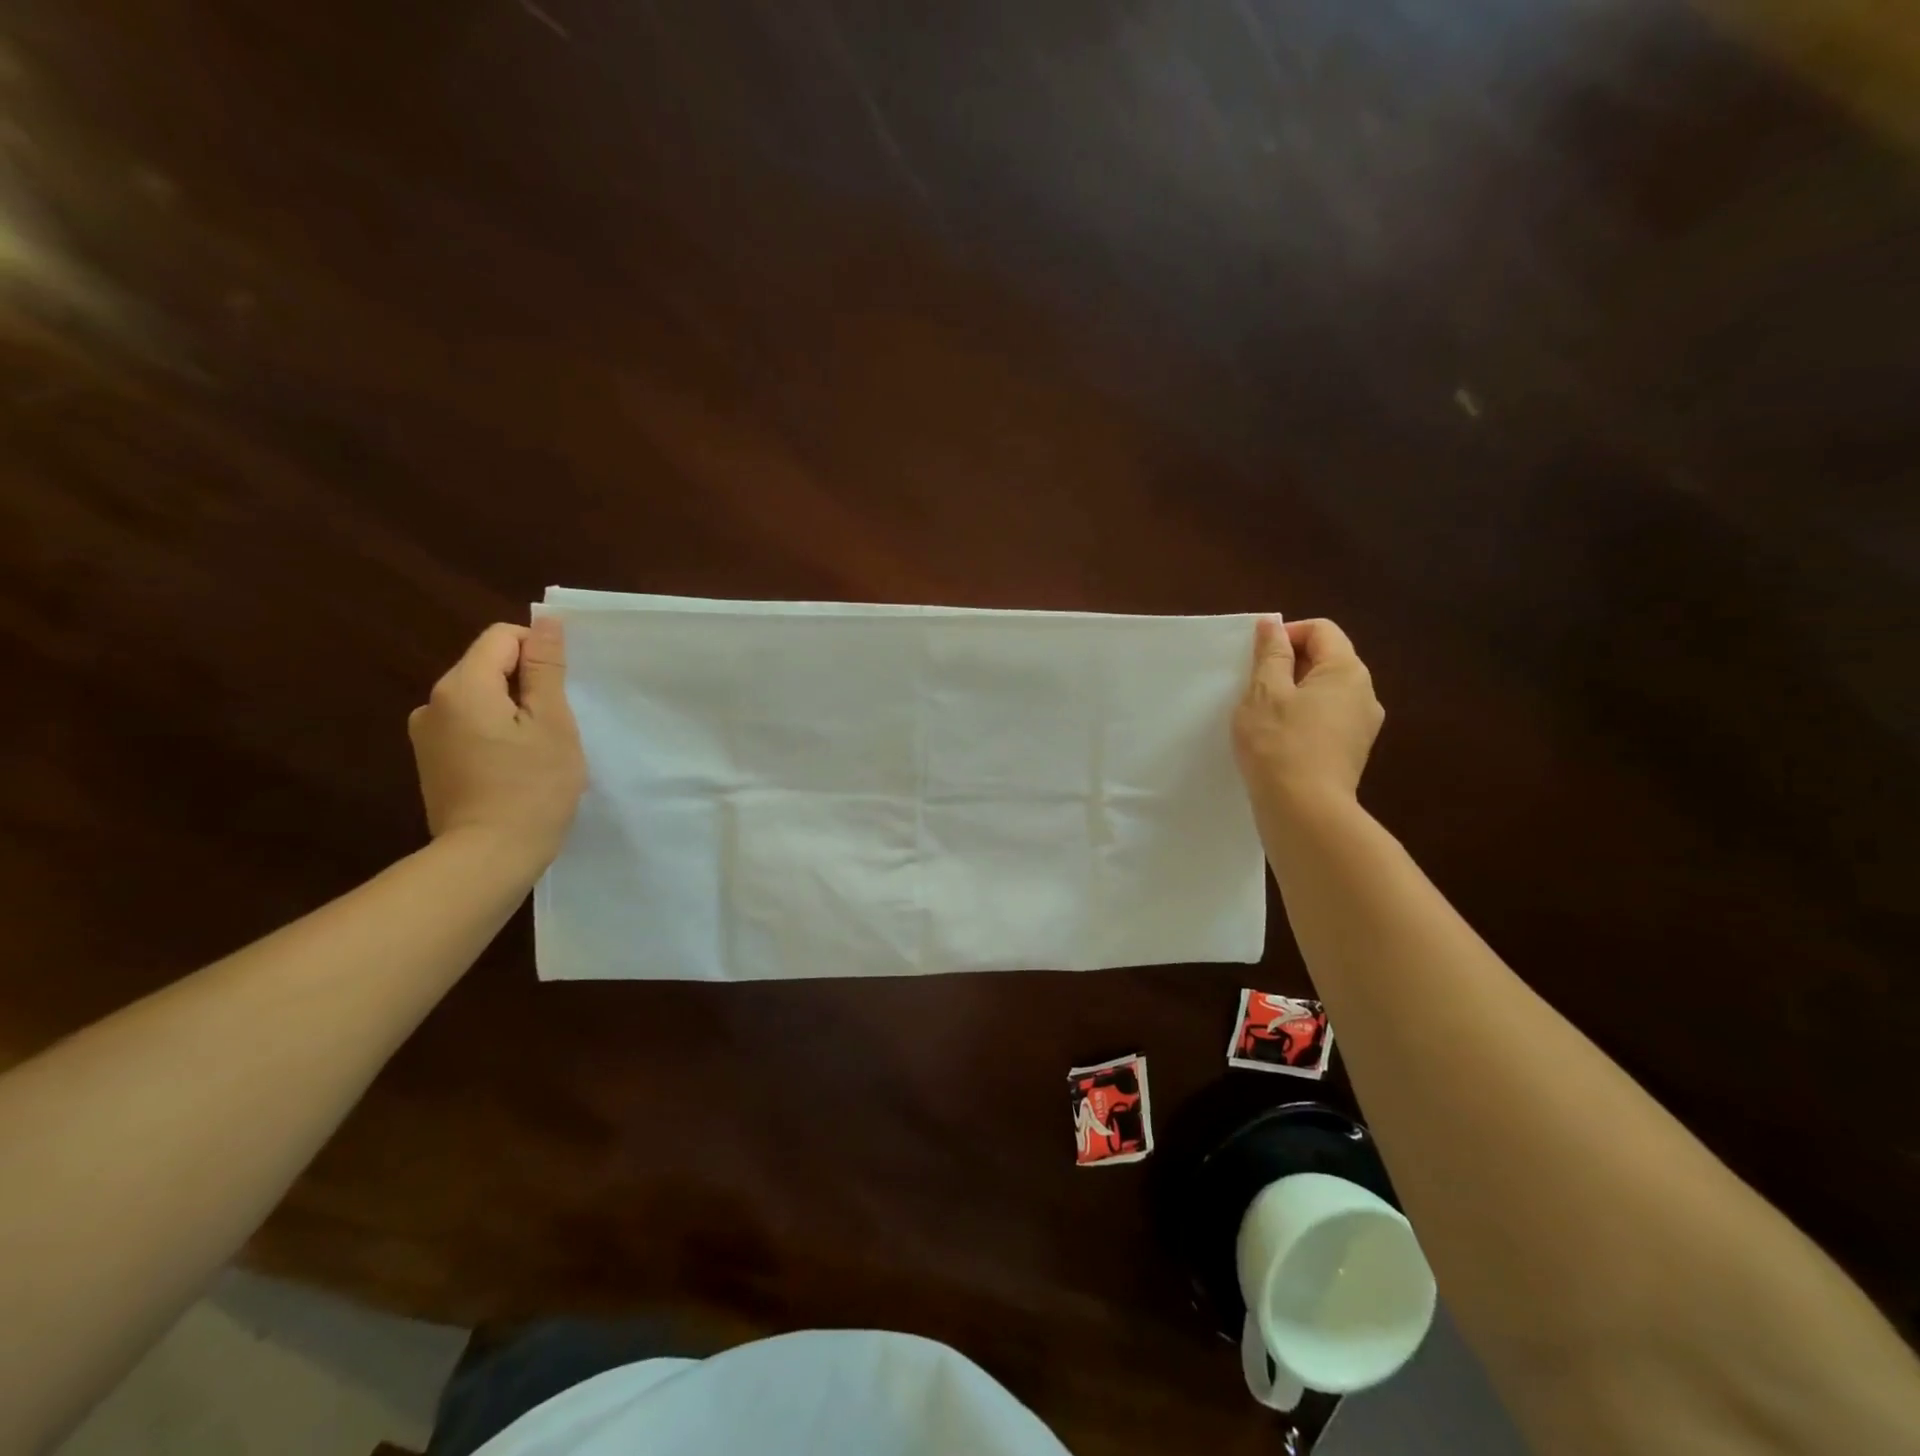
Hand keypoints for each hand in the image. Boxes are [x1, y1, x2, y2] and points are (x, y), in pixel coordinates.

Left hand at [408, 618, 586, 874]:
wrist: (488, 856)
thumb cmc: (532, 787)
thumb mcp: (552, 723)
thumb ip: (546, 668)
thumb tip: (545, 622)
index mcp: (463, 685)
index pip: (502, 637)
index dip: (539, 655)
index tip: (561, 693)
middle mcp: (433, 702)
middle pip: (488, 667)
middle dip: (526, 686)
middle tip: (555, 728)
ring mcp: (426, 734)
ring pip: (480, 699)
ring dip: (511, 712)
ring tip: (535, 752)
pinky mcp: (430, 762)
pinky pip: (468, 727)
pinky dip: (494, 734)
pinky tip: (512, 768)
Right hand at [1233, 617, 1383, 808]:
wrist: (1304, 811)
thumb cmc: (1279, 744)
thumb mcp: (1264, 692)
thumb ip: (1270, 654)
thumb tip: (1272, 624)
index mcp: (1347, 671)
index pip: (1321, 630)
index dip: (1286, 634)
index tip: (1256, 658)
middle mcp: (1365, 694)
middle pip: (1326, 660)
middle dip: (1288, 665)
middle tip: (1253, 687)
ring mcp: (1361, 726)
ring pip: (1324, 692)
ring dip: (1293, 694)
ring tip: (1262, 716)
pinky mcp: (1351, 752)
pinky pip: (1326, 719)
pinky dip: (1302, 719)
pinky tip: (1277, 740)